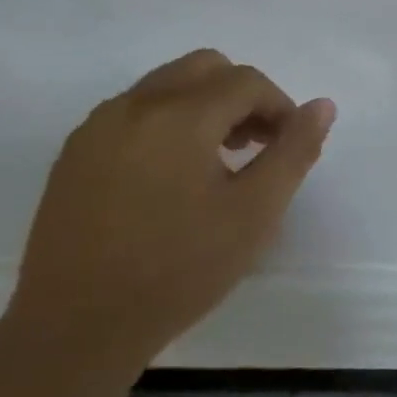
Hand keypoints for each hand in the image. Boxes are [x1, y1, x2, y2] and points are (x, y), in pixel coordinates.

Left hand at [1, 50, 335, 386]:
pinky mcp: (74, 154)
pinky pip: (134, 112)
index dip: (280, 107)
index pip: (246, 81)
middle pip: (204, 67)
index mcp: (179, 116)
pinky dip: (167, 123)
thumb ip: (294, 151)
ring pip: (166, 85)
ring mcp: (97, 128)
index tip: (288, 147)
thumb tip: (322, 106)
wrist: (76, 329)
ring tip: (219, 163)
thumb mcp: (256, 212)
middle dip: (242, 96)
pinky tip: (173, 178)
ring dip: (205, 106)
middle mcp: (133, 106)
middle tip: (257, 146)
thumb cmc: (180, 270)